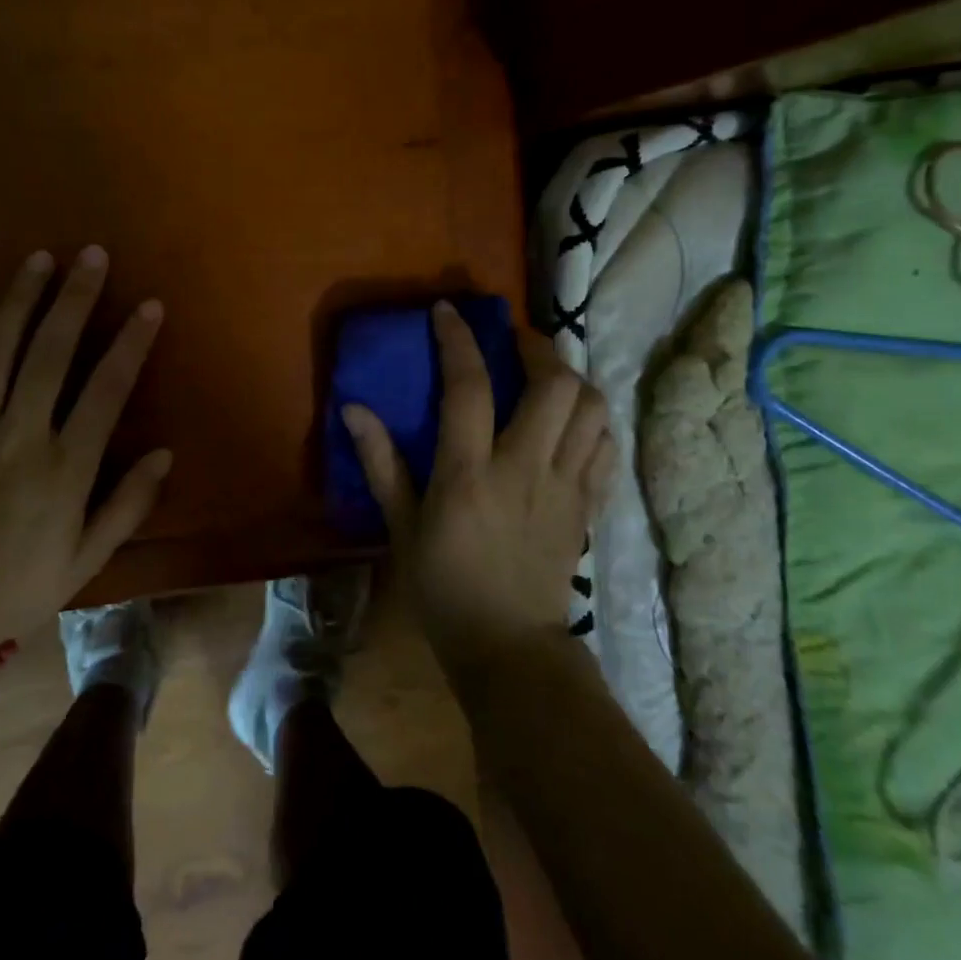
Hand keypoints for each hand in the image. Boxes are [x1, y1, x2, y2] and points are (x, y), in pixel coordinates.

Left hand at [0, 247, 170, 645]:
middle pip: (51, 352)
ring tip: (40, 258)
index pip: (106, 389)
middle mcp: (18, 436)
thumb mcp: (86, 560)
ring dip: (21, 299)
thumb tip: (164, 453)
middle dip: (76, 298)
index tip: (149, 305)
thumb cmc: (18, 588)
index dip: (131, 343)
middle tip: (92, 254)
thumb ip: (128, 505)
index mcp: (64, 468)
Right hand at [342, 301, 612, 676]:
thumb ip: (380, 463)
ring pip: (591, 410)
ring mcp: (566, 487)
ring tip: (546, 373)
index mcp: (470, 474)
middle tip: (513, 339)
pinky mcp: (588, 506)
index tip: (448, 311)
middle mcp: (525, 469)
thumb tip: (353, 408)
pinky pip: (606, 447)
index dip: (459, 340)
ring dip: (571, 378)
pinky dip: (594, 419)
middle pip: (554, 386)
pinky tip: (573, 418)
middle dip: (536, 347)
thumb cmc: (444, 587)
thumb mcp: (400, 527)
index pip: (470, 387)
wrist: (509, 648)